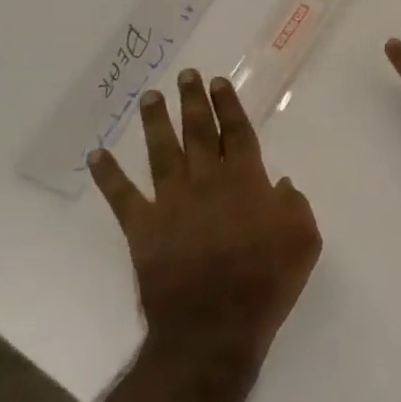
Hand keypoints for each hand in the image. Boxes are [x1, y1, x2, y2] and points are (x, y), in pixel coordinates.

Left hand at [88, 69, 319, 365]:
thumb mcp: (304, 239)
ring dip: (154, 122)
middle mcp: (206, 181)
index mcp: (246, 180)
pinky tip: (97, 156)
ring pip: (161, 152)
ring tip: (149, 97)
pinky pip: (122, 197)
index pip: (236, 132)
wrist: (214, 326)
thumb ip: (295, 204)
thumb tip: (279, 184)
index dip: (228, 105)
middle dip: (193, 102)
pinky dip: (108, 176)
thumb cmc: (266, 281)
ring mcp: (171, 202)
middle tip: (186, 75)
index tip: (218, 82)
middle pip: (198, 132)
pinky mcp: (143, 228)